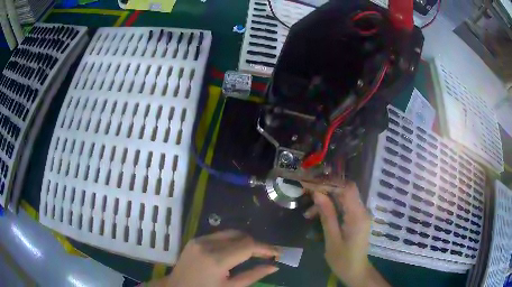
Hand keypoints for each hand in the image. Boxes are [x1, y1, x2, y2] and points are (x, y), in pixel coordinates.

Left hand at [161, 230, 279, 286]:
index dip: (266, 248)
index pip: (248, 246)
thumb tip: (274, 266)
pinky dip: (232, 241)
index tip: (277, 253)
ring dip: (245, 241)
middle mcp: (208, 244)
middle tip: (267, 255)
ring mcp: (199, 239)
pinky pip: (219, 235)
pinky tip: (236, 251)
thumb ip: (253, 275)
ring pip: (231, 233)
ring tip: (254, 253)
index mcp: (217, 259)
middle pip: (241, 236)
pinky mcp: (195, 239)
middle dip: (256, 244)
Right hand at [304, 181, 375, 286]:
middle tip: (305, 193)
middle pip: (345, 189)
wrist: (356, 271)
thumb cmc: (343, 260)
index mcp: (357, 216)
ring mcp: (360, 213)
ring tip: (308, 212)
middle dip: (325, 188)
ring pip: (343, 196)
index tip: (310, 185)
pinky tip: (317, 214)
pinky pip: (344, 205)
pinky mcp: (356, 217)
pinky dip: (330, 206)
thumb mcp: (332, 239)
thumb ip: (327, 215)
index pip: (347, 188)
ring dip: (326, 199)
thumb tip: (317, 193)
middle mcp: (362, 210)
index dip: (329, 183)